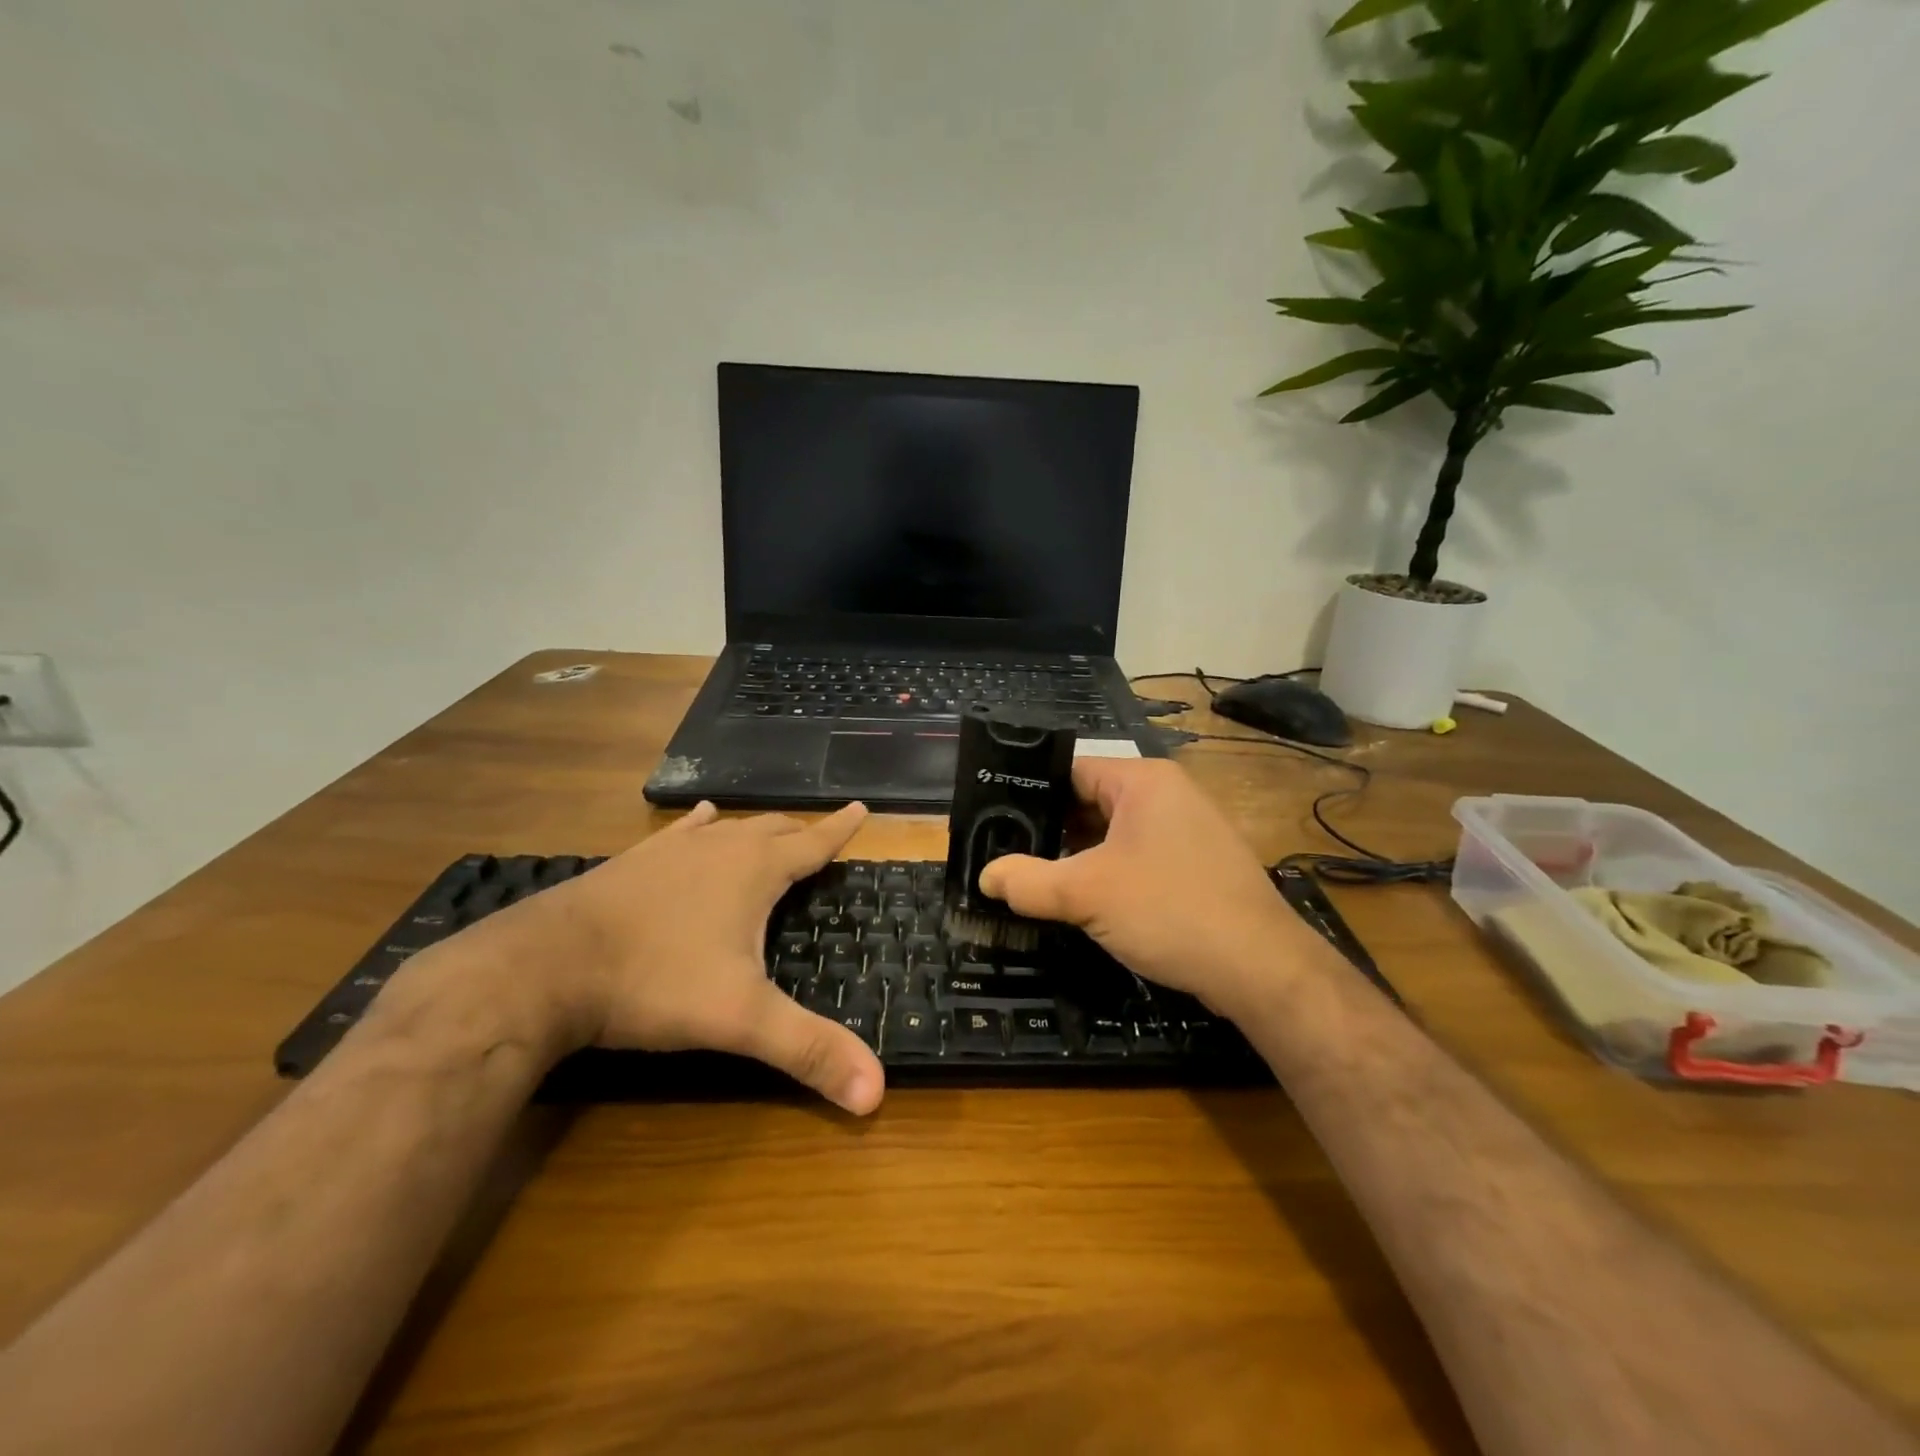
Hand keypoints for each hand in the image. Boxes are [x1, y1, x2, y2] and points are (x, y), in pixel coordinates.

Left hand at [540, 802, 884, 1114]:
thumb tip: (876, 1094)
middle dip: (800, 832)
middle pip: (773, 830)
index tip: (861, 809)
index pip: (812, 843)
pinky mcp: (633, 861)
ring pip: (728, 827)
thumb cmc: (655, 982)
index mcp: (754, 871)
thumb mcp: (740, 1020)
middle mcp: (718, 848)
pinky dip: (699, 826)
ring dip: (755, 829)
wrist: (544, 967)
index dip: (840, 829)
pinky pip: (680, 833)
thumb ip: (808, 1050)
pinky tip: (700, 819)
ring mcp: (671, 850)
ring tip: (769, 828)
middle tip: (818, 835)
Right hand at [978, 760, 1306, 1016]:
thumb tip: (985, 878)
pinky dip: (1106, 874)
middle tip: (1005, 855)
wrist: (1261, 970)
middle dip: (1049, 831)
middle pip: (1089, 802)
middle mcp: (1167, 795)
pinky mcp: (1195, 865)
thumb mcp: (1087, 895)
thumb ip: (1029, 882)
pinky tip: (1081, 901)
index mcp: (1143, 781)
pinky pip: (1136, 857)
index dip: (1028, 793)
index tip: (993, 820)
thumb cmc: (1170, 911)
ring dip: (1076, 857)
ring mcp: (1185, 831)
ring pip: (1112, 834)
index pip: (1070, 770)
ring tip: (1032, 879)